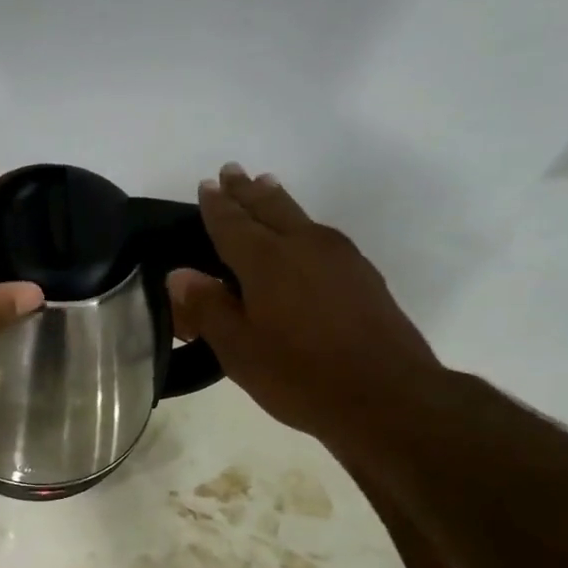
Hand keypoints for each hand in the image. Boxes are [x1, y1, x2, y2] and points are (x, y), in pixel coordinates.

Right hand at [166, 163, 445, 451]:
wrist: (387, 396)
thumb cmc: (301, 376)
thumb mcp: (240, 351)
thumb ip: (208, 309)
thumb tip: (179, 275)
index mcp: (267, 261)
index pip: (232, 223)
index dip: (216, 205)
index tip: (207, 184)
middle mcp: (304, 245)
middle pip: (270, 208)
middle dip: (247, 191)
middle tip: (232, 171)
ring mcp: (340, 257)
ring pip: (300, 217)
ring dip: (277, 200)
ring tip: (265, 186)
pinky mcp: (363, 275)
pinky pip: (321, 235)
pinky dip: (301, 225)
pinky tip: (303, 236)